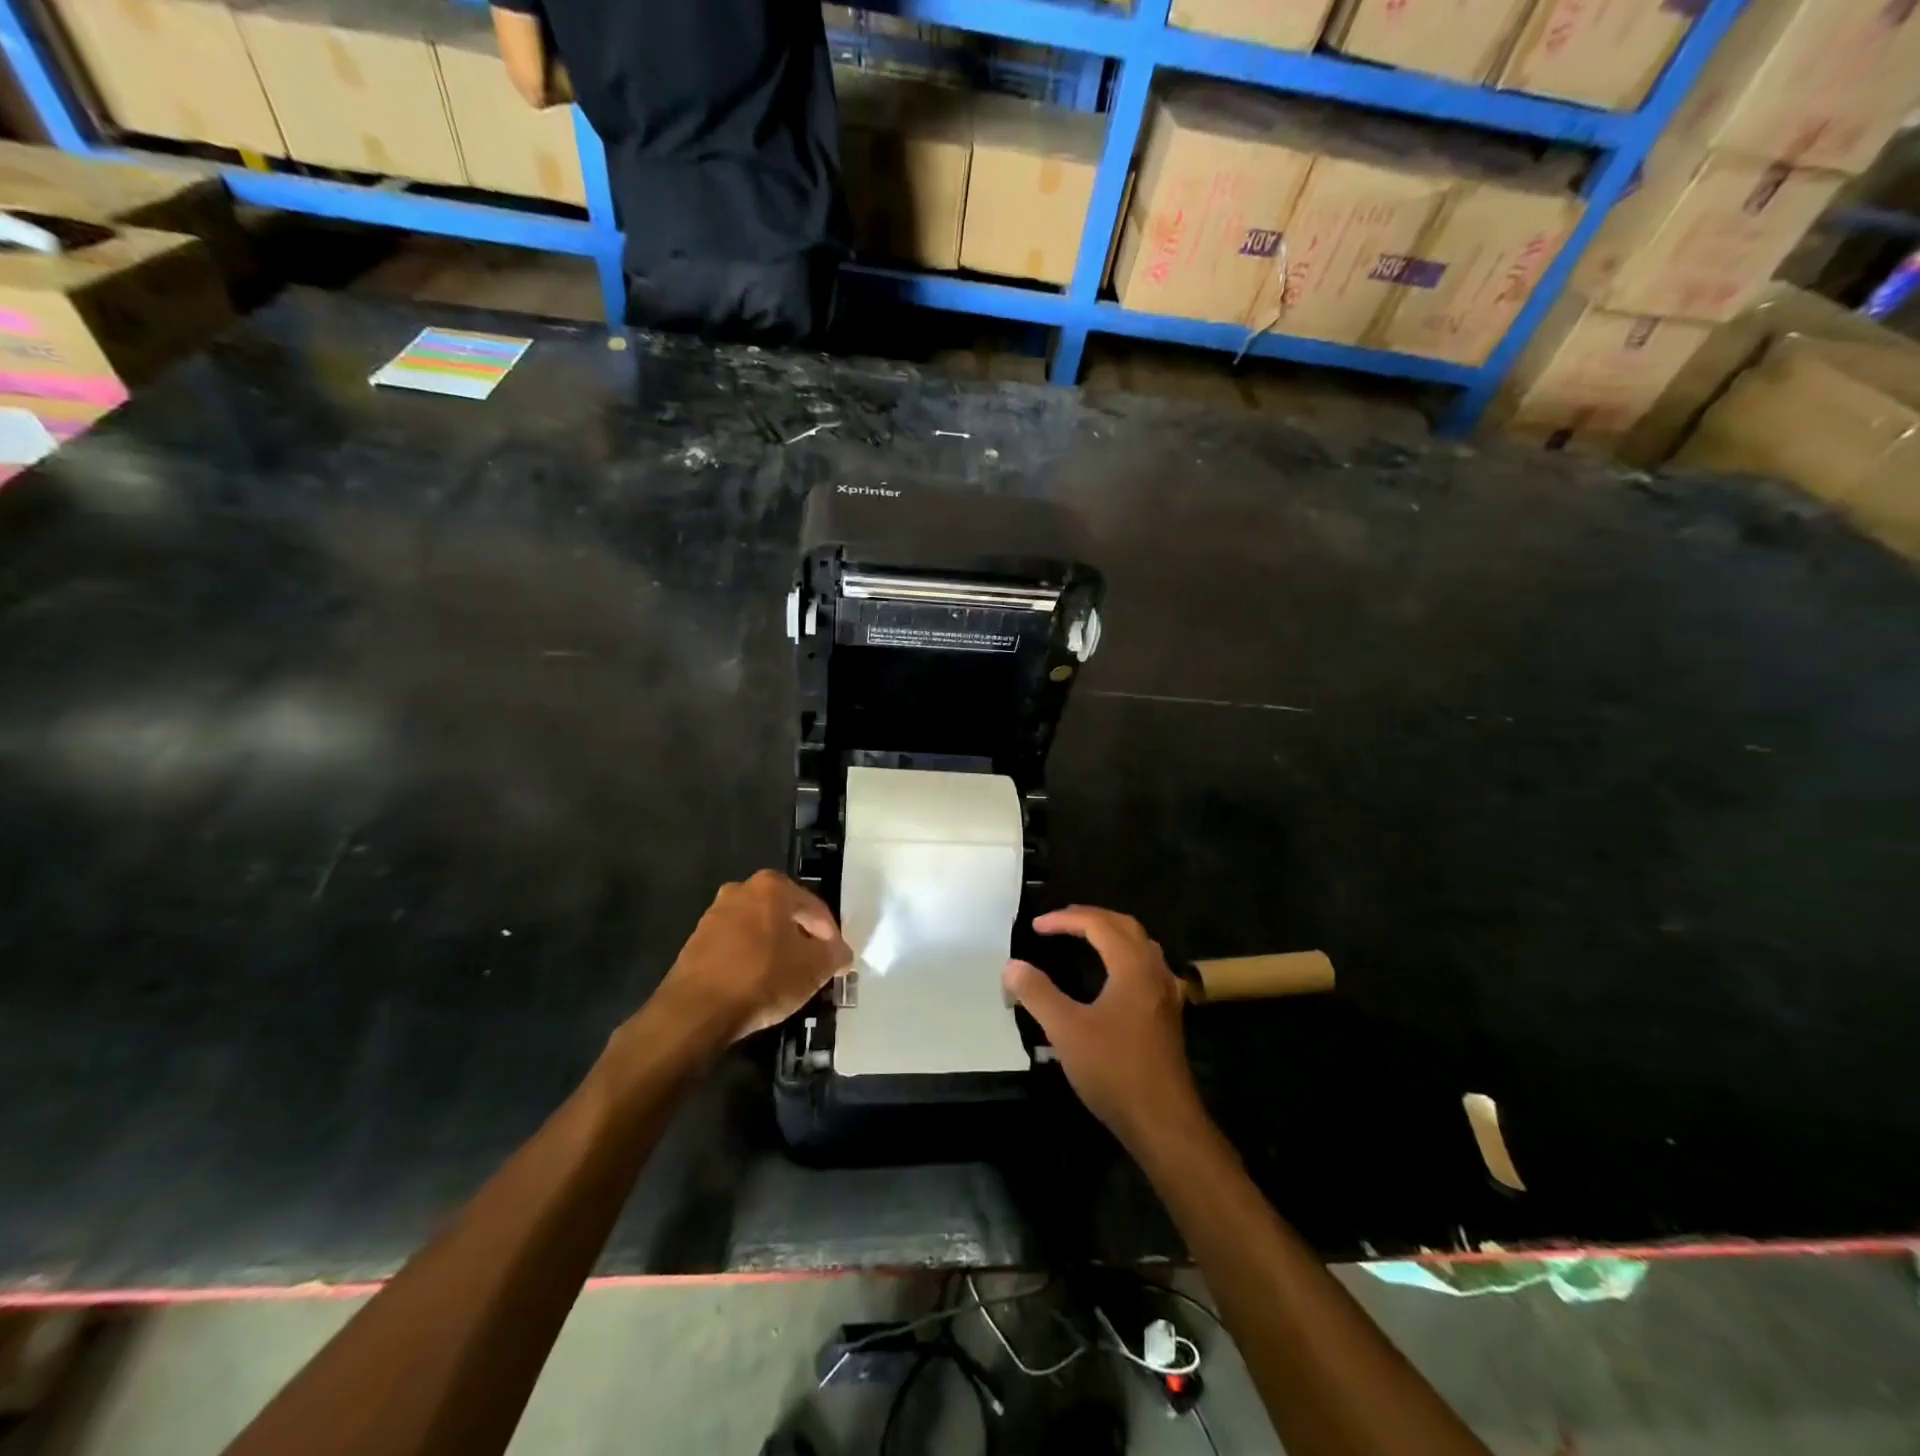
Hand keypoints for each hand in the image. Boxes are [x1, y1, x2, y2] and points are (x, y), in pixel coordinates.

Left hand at [652, 871, 850, 1047]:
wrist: (697, 1010)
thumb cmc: (763, 978)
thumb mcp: (814, 969)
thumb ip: (835, 955)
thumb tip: (841, 953)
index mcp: (772, 887)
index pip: (815, 908)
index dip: (831, 936)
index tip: (836, 960)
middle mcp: (741, 890)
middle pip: (784, 914)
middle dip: (801, 938)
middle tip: (813, 966)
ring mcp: (714, 914)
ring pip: (758, 929)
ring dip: (774, 948)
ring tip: (786, 978)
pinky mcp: (696, 941)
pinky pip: (736, 946)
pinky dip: (750, 959)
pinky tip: (757, 983)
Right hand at [1003, 907, 1205, 1150]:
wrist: (1163, 1121)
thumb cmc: (1114, 1070)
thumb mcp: (1066, 1030)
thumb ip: (1038, 993)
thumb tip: (1012, 966)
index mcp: (1132, 967)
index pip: (1098, 924)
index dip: (1065, 919)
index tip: (1036, 926)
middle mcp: (1154, 972)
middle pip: (1124, 926)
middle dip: (1090, 918)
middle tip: (1058, 922)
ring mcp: (1166, 994)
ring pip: (1140, 945)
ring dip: (1111, 934)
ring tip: (1083, 938)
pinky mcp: (1167, 1015)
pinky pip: (1147, 967)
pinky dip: (1124, 956)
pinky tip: (1115, 975)